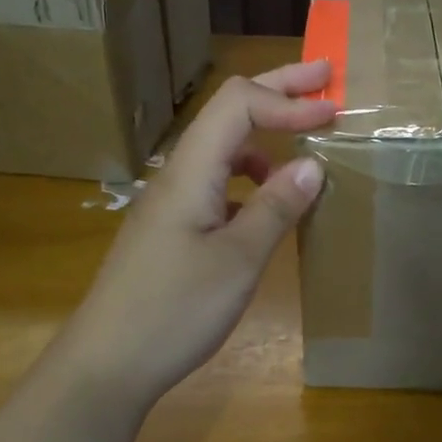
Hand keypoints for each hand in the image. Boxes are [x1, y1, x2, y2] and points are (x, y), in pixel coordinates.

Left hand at [54, 60, 335, 403]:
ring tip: (305, 144)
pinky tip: (267, 201)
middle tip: (324, 78)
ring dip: (266, 135)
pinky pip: (218, 183)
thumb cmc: (174, 311)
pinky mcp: (173, 229)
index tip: (333, 112)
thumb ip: (275, 207)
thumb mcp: (238, 260)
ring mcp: (173, 202)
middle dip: (278, 91)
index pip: (239, 105)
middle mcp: (178, 175)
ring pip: (223, 149)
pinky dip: (251, 176)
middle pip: (228, 113)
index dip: (288, 100)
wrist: (107, 363)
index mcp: (191, 172)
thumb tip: (312, 163)